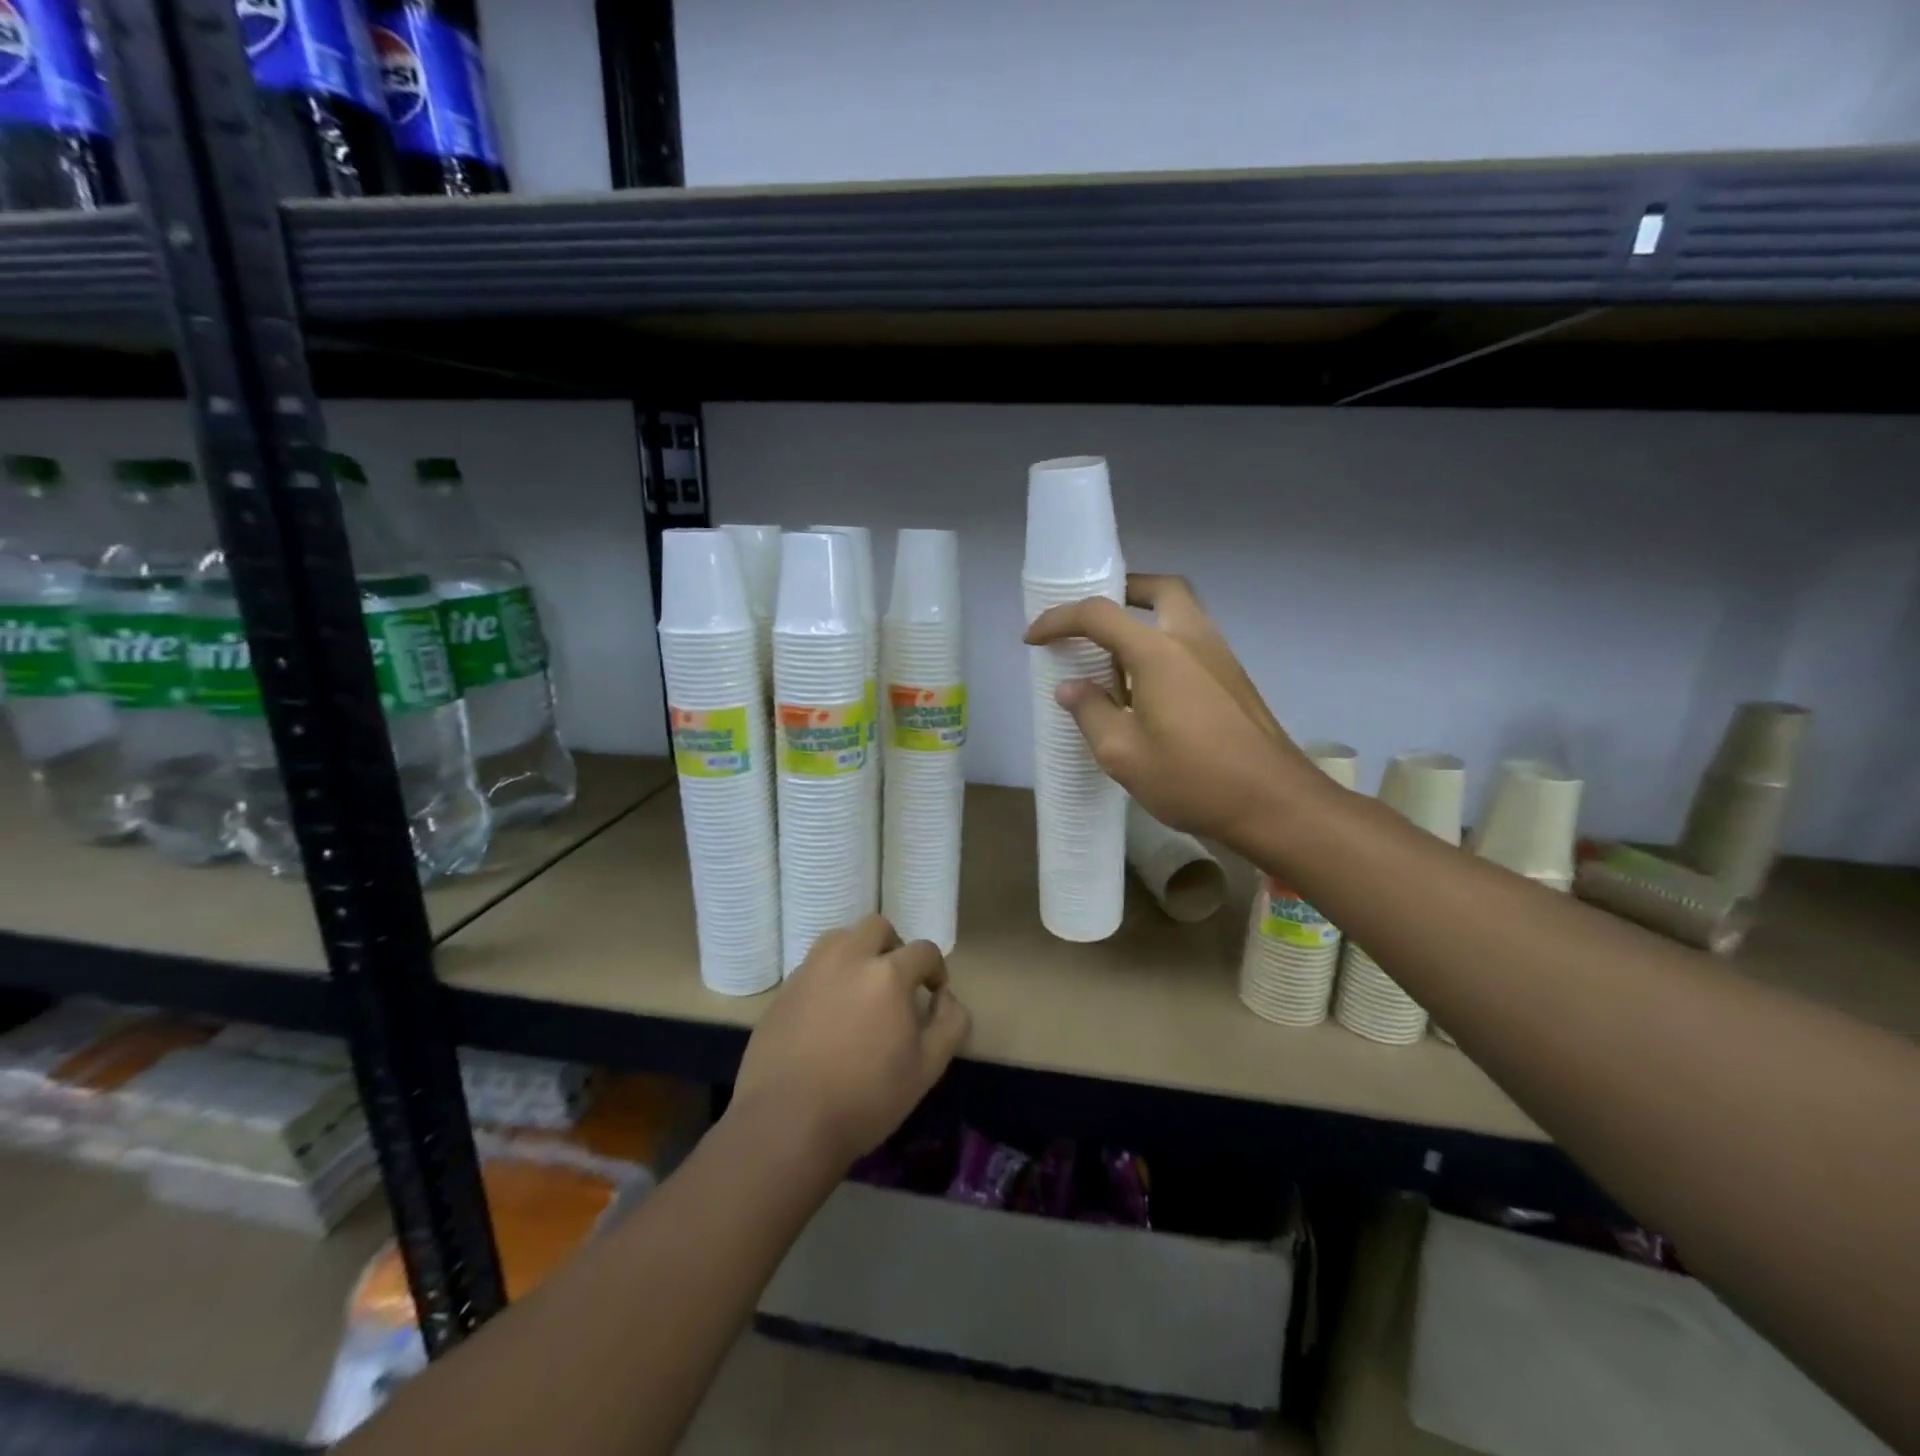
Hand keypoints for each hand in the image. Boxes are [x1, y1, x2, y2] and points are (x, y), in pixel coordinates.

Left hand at [731, 915, 970, 1167]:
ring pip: (840, 938)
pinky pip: (813, 966)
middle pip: (877, 927)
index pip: (923, 950)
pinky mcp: (784, 990)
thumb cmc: (865, 1099)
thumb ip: (949, 1024)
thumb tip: (947, 997)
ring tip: (860, 989)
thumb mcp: (926, 1069)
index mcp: (888, 974)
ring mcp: (810, 971)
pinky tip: (828, 1013)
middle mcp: (848, 959)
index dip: (935, 968)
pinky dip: (829, 976)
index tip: (934, 992)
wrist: (786, 1122)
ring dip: (858, 952)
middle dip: (894, 947)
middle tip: (896, 982)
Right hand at [1024, 590, 1324, 847]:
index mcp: (1158, 651)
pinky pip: (1192, 642)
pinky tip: (1147, 690)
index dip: (1059, 621)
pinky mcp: (1233, 679)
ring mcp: (1220, 657)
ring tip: (1113, 660)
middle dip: (1122, 591)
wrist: (1275, 803)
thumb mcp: (1123, 754)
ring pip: (1181, 614)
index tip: (1033, 640)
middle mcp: (1193, 639)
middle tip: (1094, 620)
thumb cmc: (1193, 778)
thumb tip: (1072, 688)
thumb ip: (1091, 712)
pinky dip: (1164, 647)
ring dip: (1145, 621)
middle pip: (1159, 589)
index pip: (1098, 615)